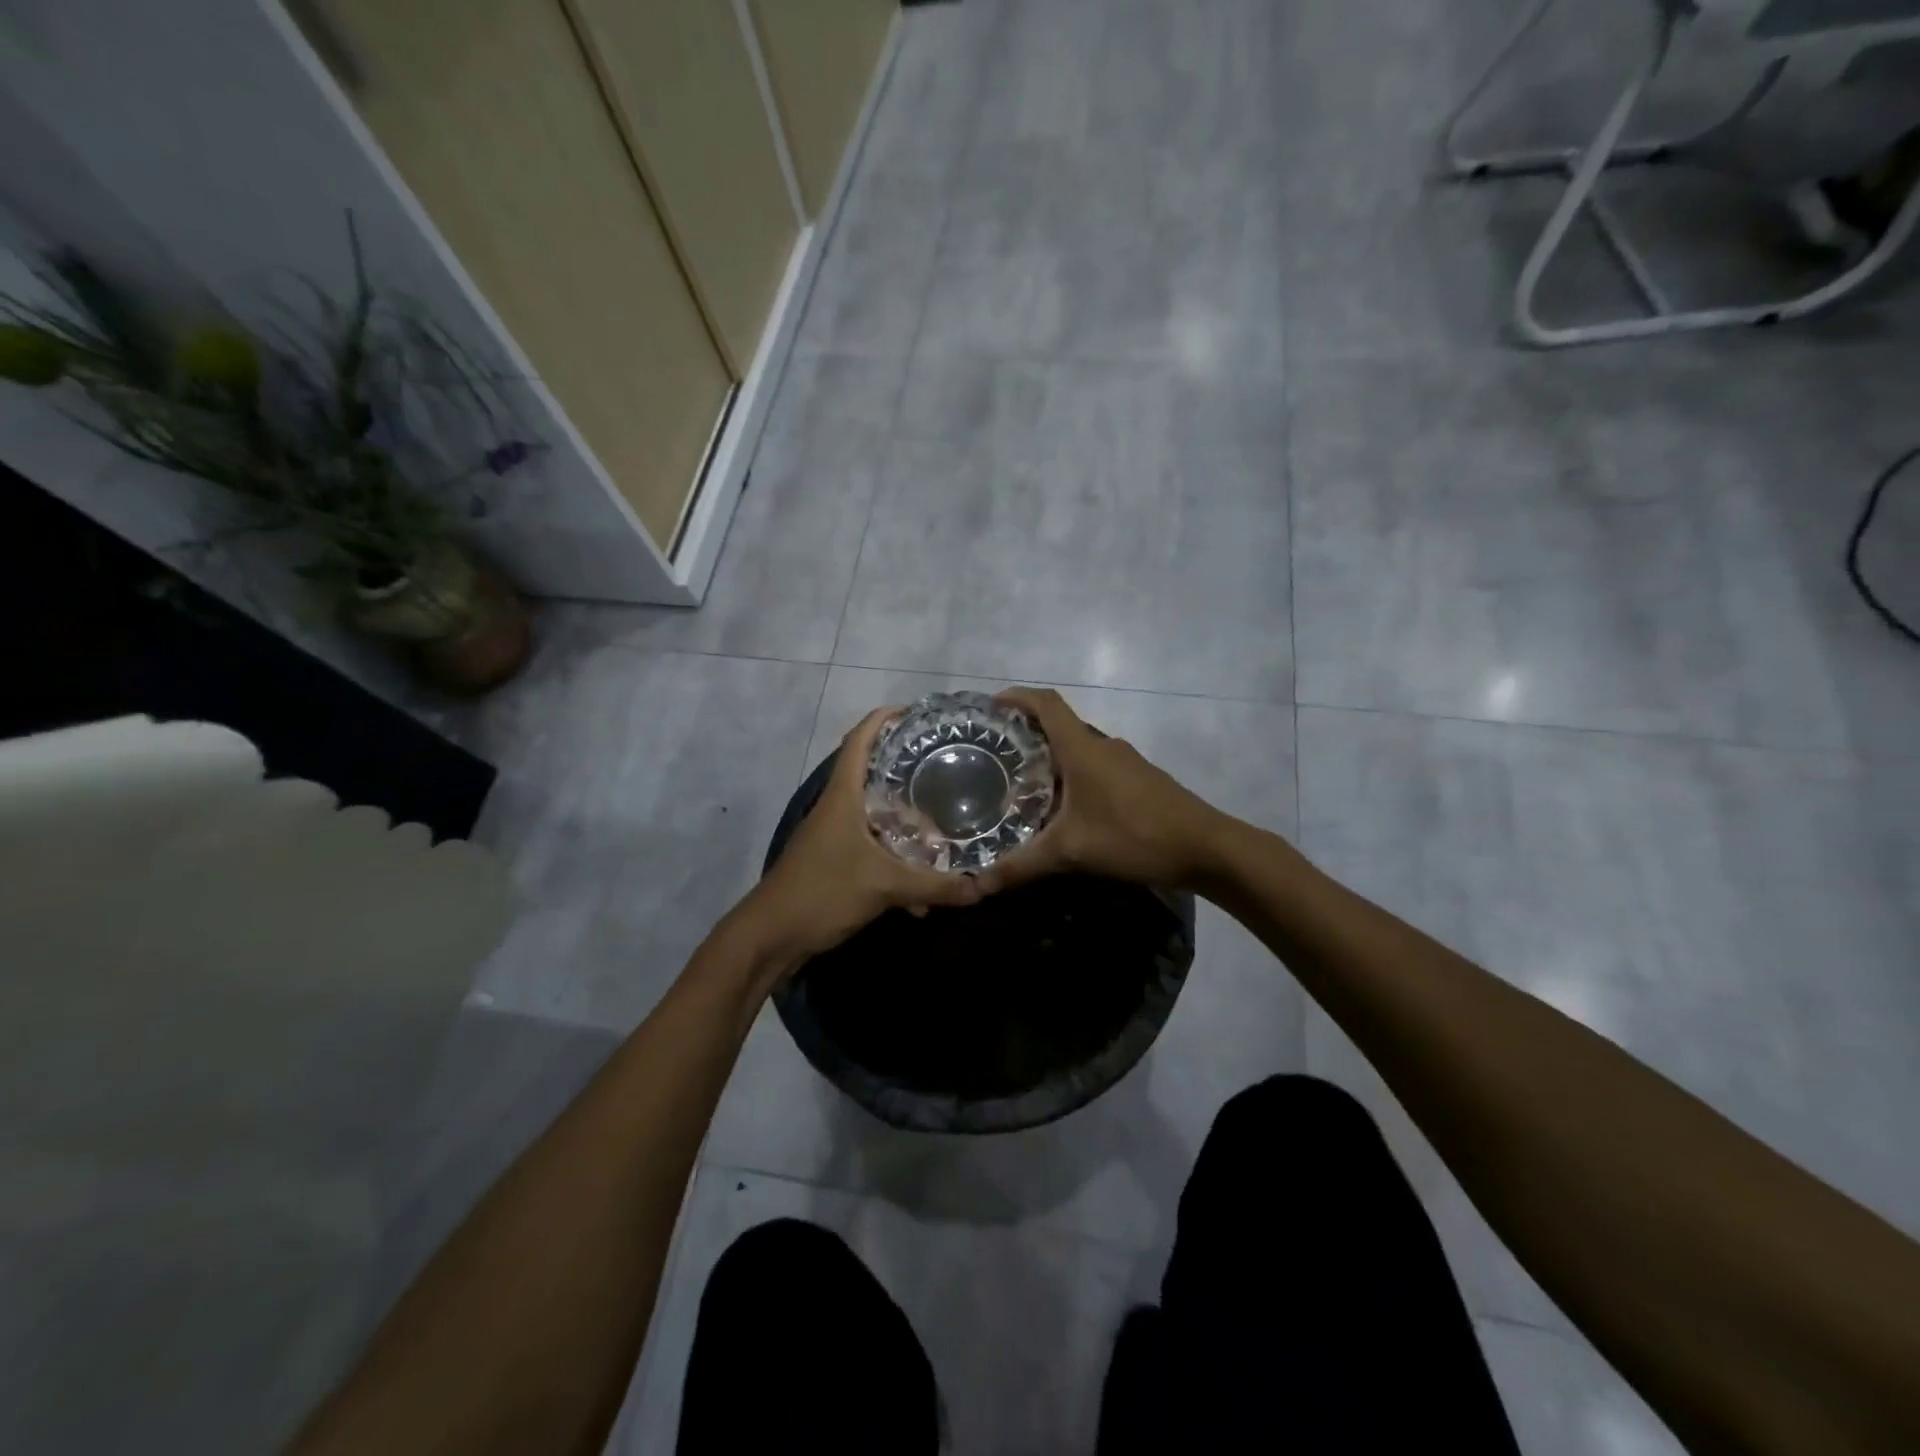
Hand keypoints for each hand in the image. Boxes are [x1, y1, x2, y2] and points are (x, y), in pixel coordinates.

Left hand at [729, 707, 984, 979]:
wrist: (771, 937)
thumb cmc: (823, 892)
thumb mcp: (884, 886)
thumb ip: (935, 885)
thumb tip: (983, 887)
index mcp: (843, 796)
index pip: (860, 739)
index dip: (884, 718)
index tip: (917, 713)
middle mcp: (837, 808)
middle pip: (872, 773)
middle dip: (907, 769)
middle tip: (946, 766)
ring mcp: (834, 835)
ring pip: (876, 814)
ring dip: (906, 819)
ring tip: (944, 821)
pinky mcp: (835, 862)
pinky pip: (874, 848)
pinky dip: (897, 859)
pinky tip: (922, 887)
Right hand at [978, 687, 1225, 892]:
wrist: (1207, 848)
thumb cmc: (1134, 836)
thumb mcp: (1071, 852)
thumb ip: (1021, 867)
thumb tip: (976, 886)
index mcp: (1082, 748)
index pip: (1045, 703)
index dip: (1016, 697)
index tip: (990, 705)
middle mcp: (1103, 746)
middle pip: (1058, 726)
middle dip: (1025, 734)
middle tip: (993, 756)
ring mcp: (1124, 762)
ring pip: (1077, 749)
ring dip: (1049, 759)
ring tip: (1020, 784)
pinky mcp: (1138, 780)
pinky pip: (1094, 767)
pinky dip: (1071, 776)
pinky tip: (1062, 808)